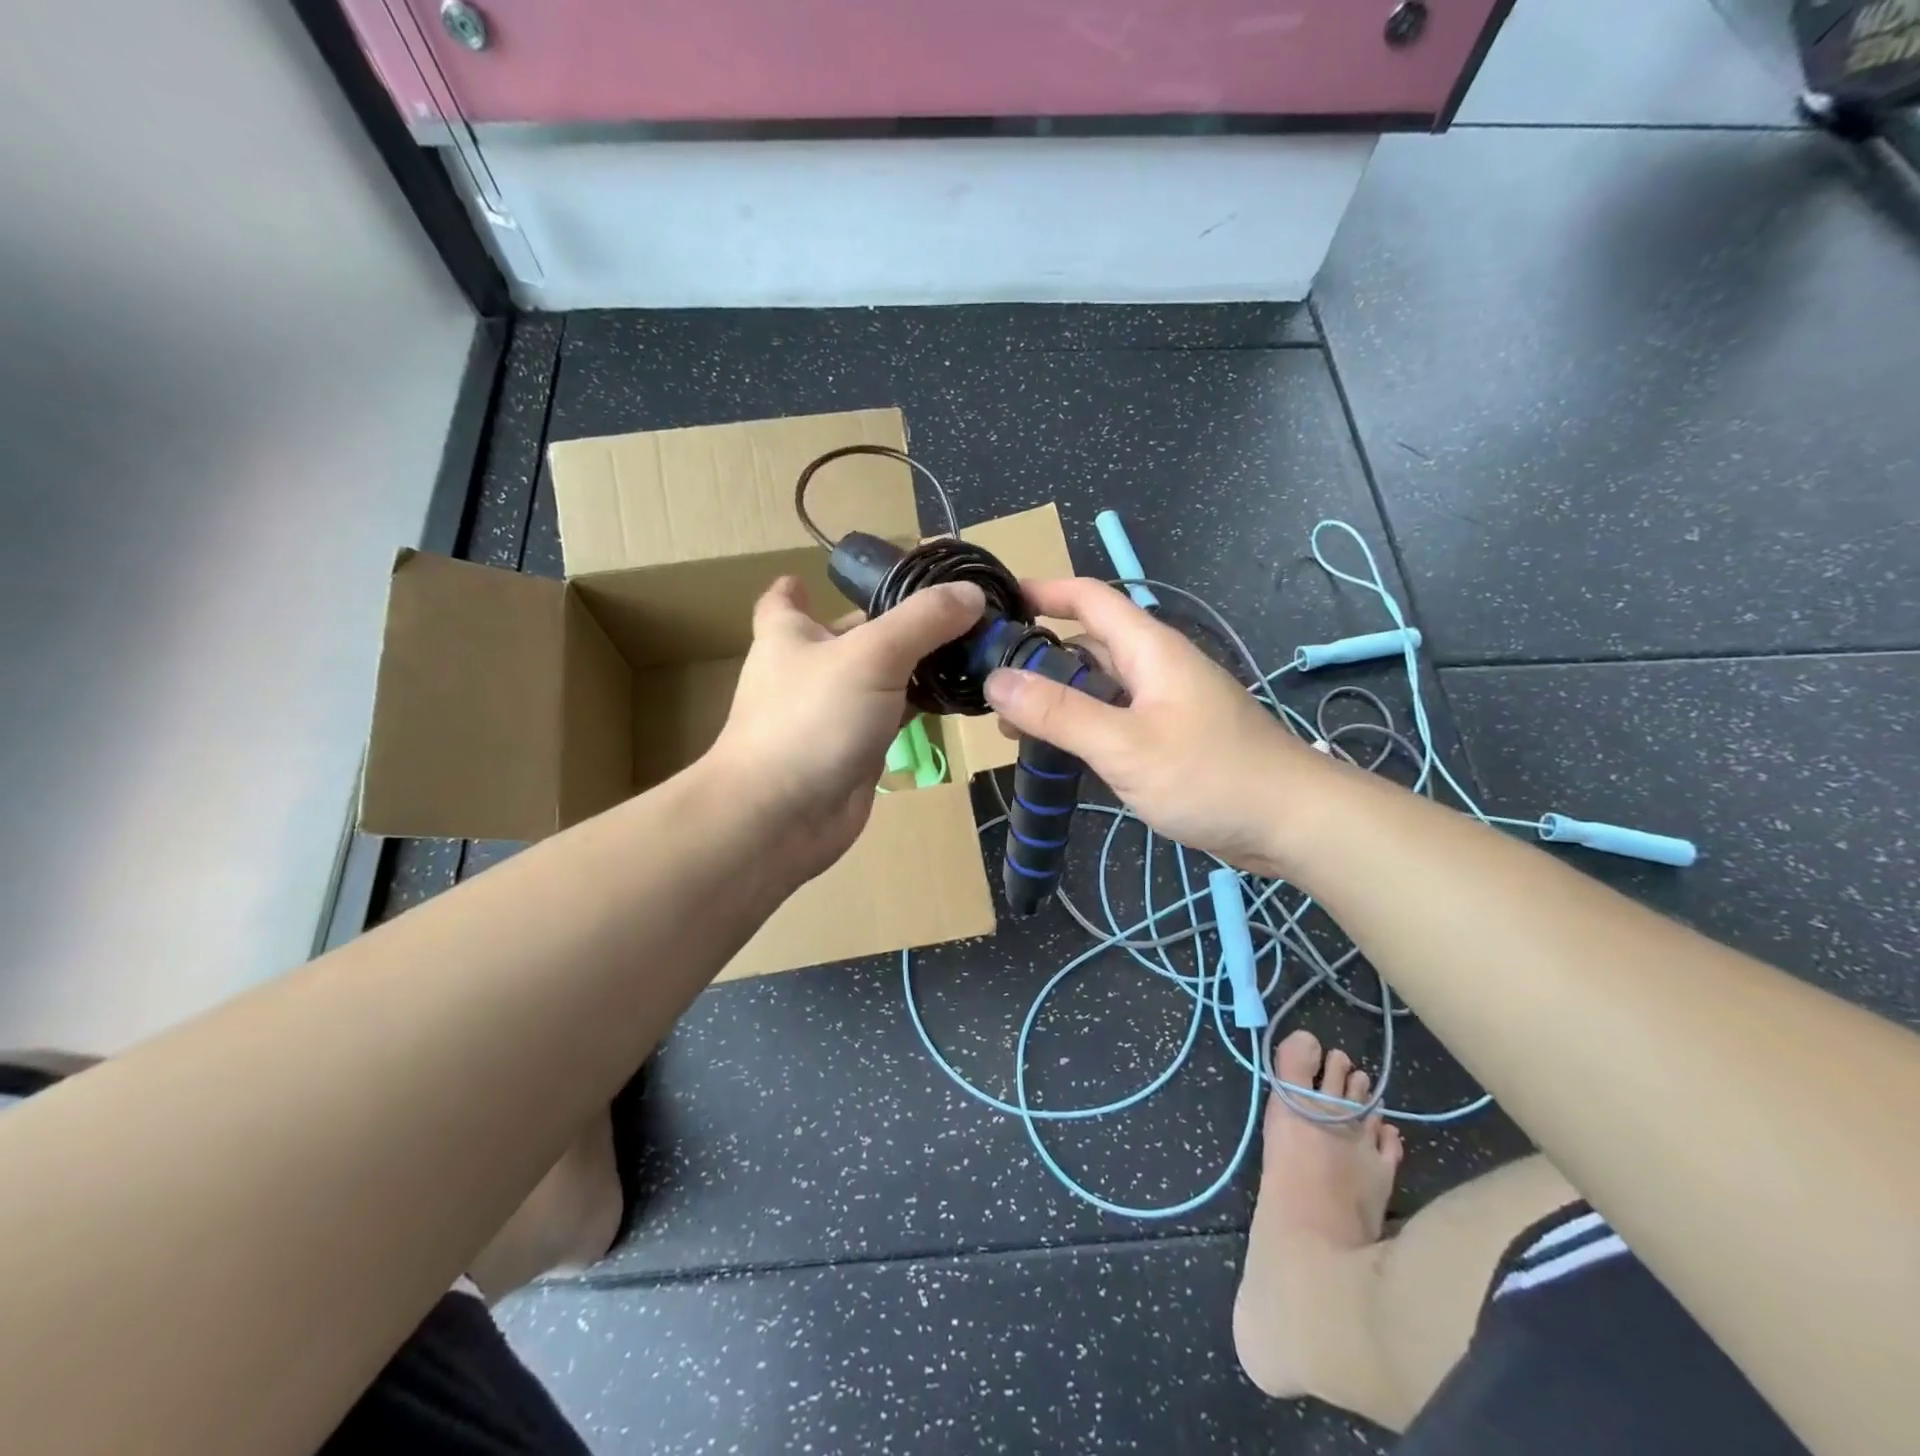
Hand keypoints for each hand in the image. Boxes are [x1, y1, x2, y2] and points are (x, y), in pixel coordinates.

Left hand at [711, 575, 985, 881]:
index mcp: (790, 634)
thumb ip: (924, 620)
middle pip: (853, 634)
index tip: (828, 577)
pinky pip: (894, 715)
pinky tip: (958, 694)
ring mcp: (833, 712)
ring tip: (972, 644)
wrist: (781, 817)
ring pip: (880, 677)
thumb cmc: (811, 719)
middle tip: (955, 606)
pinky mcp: (857, 749)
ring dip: (917, 664)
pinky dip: (922, 704)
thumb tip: (972, 592)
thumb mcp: (872, 655)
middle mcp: (808, 669)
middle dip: (894, 620)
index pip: (786, 599)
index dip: (802, 585)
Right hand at [983, 578, 1334, 878]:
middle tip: (988, 685)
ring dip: (1056, 699)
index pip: (1089, 598)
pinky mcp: (1168, 738)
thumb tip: (996, 680)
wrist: (1290, 823)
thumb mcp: (1125, 744)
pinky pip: (1113, 719)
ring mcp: (1163, 704)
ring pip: (1098, 687)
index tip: (996, 604)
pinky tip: (1056, 752)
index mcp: (1149, 649)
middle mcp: (1154, 667)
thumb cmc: (1210, 774)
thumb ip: (1059, 713)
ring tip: (1009, 728)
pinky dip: (1081, 727)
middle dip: (1038, 657)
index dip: (1043, 591)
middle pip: (1087, 645)